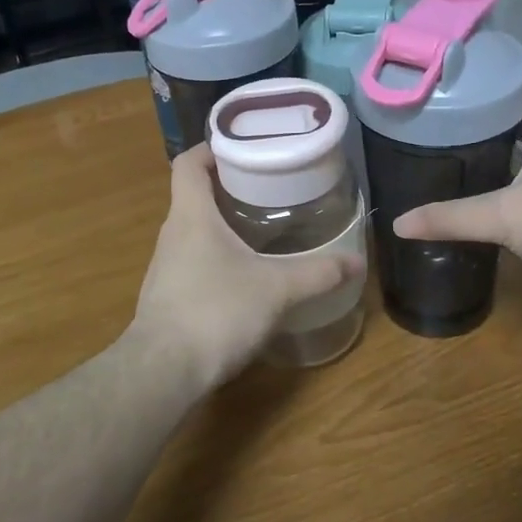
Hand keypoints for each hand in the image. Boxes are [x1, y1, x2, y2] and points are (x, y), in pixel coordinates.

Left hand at [131, 144, 362, 390]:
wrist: (163, 373)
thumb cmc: (216, 312)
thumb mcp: (277, 289)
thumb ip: (318, 273)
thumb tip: (358, 262)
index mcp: (191, 216)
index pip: (188, 163)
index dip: (211, 149)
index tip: (244, 149)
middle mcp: (172, 235)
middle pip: (194, 195)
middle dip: (229, 188)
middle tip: (270, 188)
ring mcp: (166, 267)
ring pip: (195, 231)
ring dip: (224, 224)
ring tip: (263, 229)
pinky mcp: (168, 297)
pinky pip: (194, 261)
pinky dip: (218, 257)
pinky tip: (246, 275)